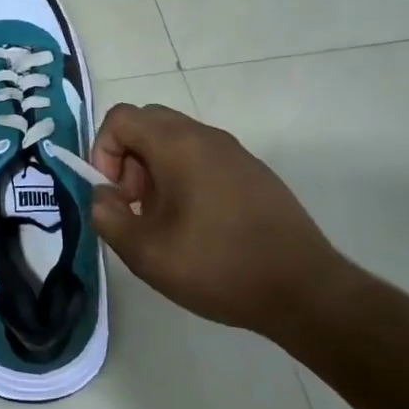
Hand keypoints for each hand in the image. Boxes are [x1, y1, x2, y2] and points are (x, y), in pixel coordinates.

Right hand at [90, 104, 342, 332]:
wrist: (305, 291)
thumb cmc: (219, 266)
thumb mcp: (145, 253)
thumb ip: (108, 216)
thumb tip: (103, 195)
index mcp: (177, 145)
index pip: (121, 118)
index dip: (102, 150)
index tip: (113, 194)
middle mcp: (205, 136)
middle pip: (148, 123)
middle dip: (128, 158)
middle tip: (136, 204)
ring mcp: (234, 152)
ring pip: (176, 140)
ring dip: (155, 169)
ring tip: (164, 220)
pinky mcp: (253, 172)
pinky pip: (203, 157)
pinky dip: (184, 177)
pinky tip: (198, 225)